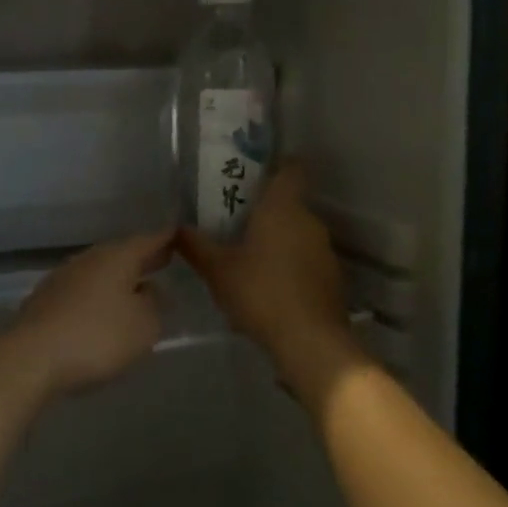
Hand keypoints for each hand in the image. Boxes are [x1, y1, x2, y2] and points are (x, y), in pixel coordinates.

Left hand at [0, 230, 172, 397]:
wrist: (32, 357)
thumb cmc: (97, 337)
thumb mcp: (144, 326)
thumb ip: (154, 304)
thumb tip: (150, 289)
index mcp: (117, 257)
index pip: (148, 240)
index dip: (166, 239)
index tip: (179, 235)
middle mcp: (89, 259)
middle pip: (121, 254)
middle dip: (142, 259)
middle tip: (163, 260)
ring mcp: (63, 277)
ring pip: (99, 271)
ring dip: (118, 278)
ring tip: (135, 289)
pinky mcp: (46, 300)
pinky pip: (82, 290)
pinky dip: (97, 295)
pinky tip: (102, 311)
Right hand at [176, 165, 363, 402]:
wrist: (310, 341)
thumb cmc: (261, 292)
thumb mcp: (217, 270)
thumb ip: (195, 246)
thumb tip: (175, 228)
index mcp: (283, 207)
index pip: (291, 168)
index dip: (275, 165)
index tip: (253, 174)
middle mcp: (309, 220)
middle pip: (289, 202)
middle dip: (264, 209)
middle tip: (234, 220)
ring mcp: (324, 249)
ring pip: (297, 231)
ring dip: (276, 238)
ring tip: (247, 256)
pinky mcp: (331, 277)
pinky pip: (306, 258)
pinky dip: (289, 263)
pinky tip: (267, 285)